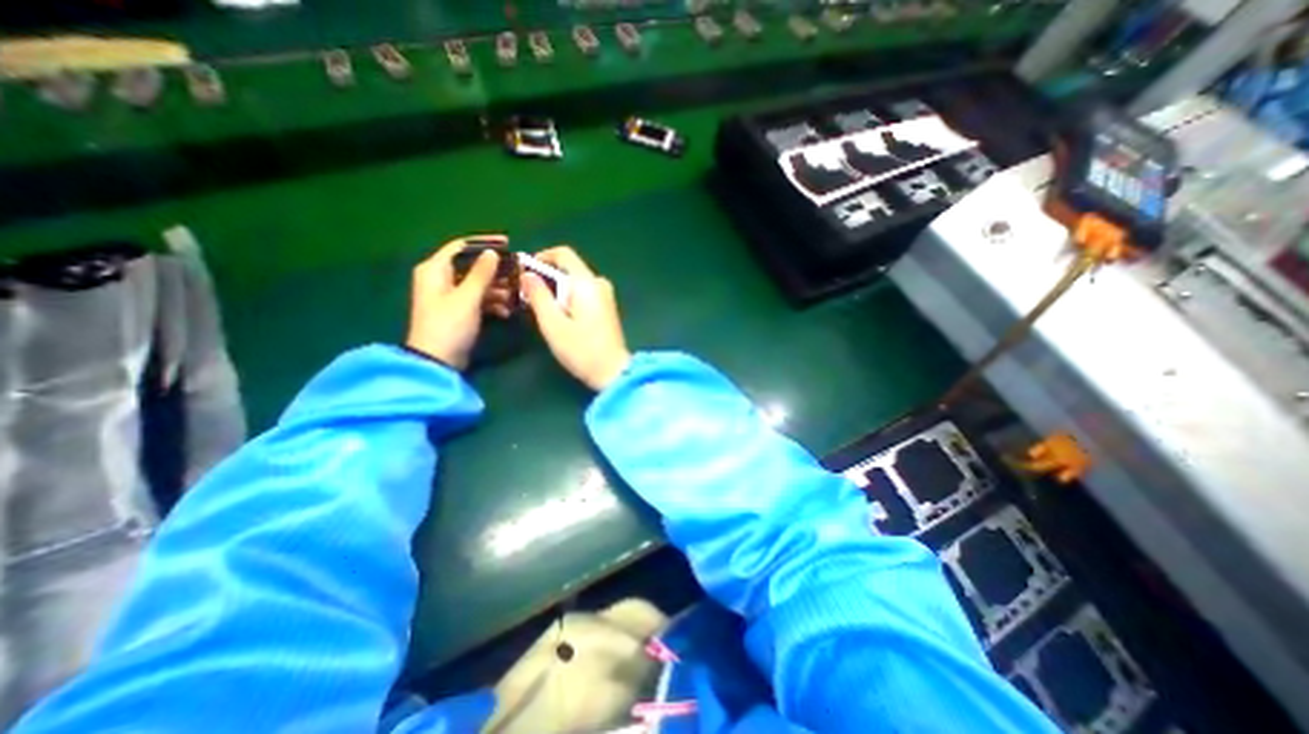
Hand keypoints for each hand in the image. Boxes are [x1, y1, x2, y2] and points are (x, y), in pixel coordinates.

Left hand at [408, 235, 512, 369]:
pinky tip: (506, 312)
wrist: (438, 360)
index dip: (484, 245)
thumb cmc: (449, 325)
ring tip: (515, 298)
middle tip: (517, 276)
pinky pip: (478, 299)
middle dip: (496, 272)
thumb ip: (481, 274)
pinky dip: (492, 303)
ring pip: (478, 284)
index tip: (508, 246)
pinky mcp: (459, 310)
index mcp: (435, 269)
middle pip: (472, 266)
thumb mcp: (467, 297)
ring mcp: (450, 296)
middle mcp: (440, 278)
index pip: (460, 247)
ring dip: (497, 290)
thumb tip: (493, 253)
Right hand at [524, 244, 631, 390]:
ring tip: (542, 310)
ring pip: (575, 282)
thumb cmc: (581, 350)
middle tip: (528, 296)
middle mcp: (599, 283)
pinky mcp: (607, 307)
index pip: (564, 254)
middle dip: (547, 277)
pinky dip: (569, 298)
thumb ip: (539, 296)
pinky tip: (560, 317)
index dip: (542, 257)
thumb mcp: (553, 324)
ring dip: (557, 290)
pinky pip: (583, 293)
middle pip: (569, 268)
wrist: (613, 372)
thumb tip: (527, 274)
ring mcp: (606, 295)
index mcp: (587, 283)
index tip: (525, 272)